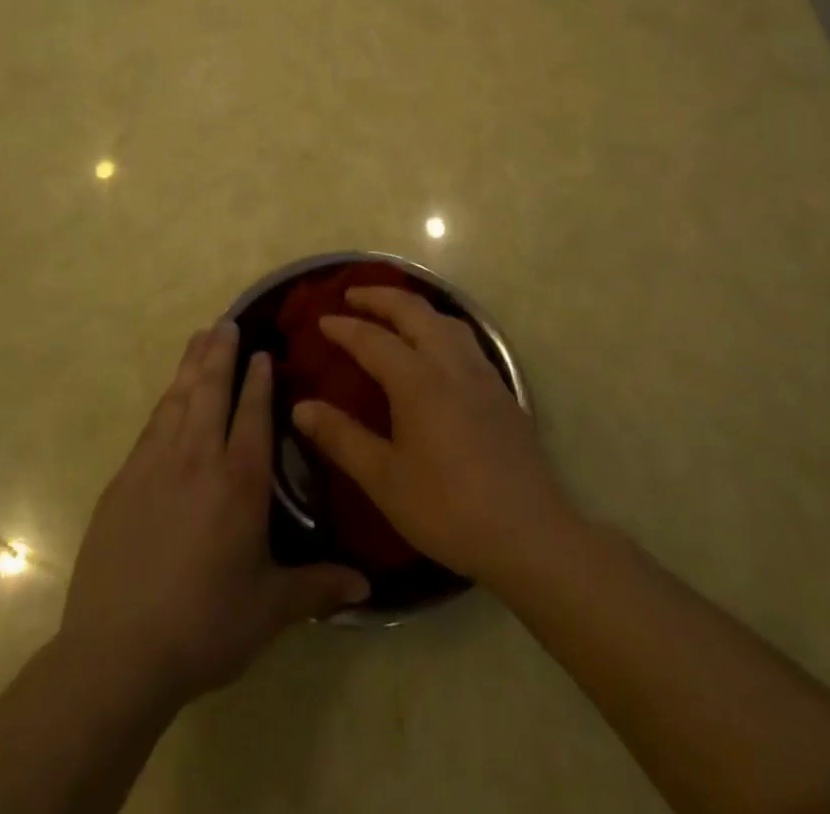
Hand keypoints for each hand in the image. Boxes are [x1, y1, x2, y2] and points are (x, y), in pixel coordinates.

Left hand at [60, 320, 368, 707]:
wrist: (117, 653)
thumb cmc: (205, 626)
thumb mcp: (270, 610)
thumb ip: (318, 587)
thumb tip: (367, 585)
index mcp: (239, 483)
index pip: (252, 415)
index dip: (258, 380)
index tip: (262, 351)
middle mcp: (197, 460)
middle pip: (210, 391)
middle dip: (221, 354)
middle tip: (227, 321)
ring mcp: (154, 466)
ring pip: (178, 399)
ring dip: (191, 365)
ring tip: (200, 336)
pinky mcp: (123, 481)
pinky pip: (151, 425)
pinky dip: (165, 400)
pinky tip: (169, 394)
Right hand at [291, 286, 567, 585]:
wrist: (529, 534)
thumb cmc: (448, 509)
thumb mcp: (384, 479)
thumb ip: (341, 438)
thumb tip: (300, 408)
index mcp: (418, 380)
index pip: (373, 339)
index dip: (344, 328)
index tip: (321, 321)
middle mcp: (450, 363)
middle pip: (413, 311)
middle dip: (380, 297)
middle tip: (352, 295)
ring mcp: (481, 373)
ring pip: (444, 319)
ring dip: (413, 307)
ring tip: (393, 313)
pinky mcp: (500, 390)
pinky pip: (464, 338)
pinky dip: (438, 325)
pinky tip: (436, 348)